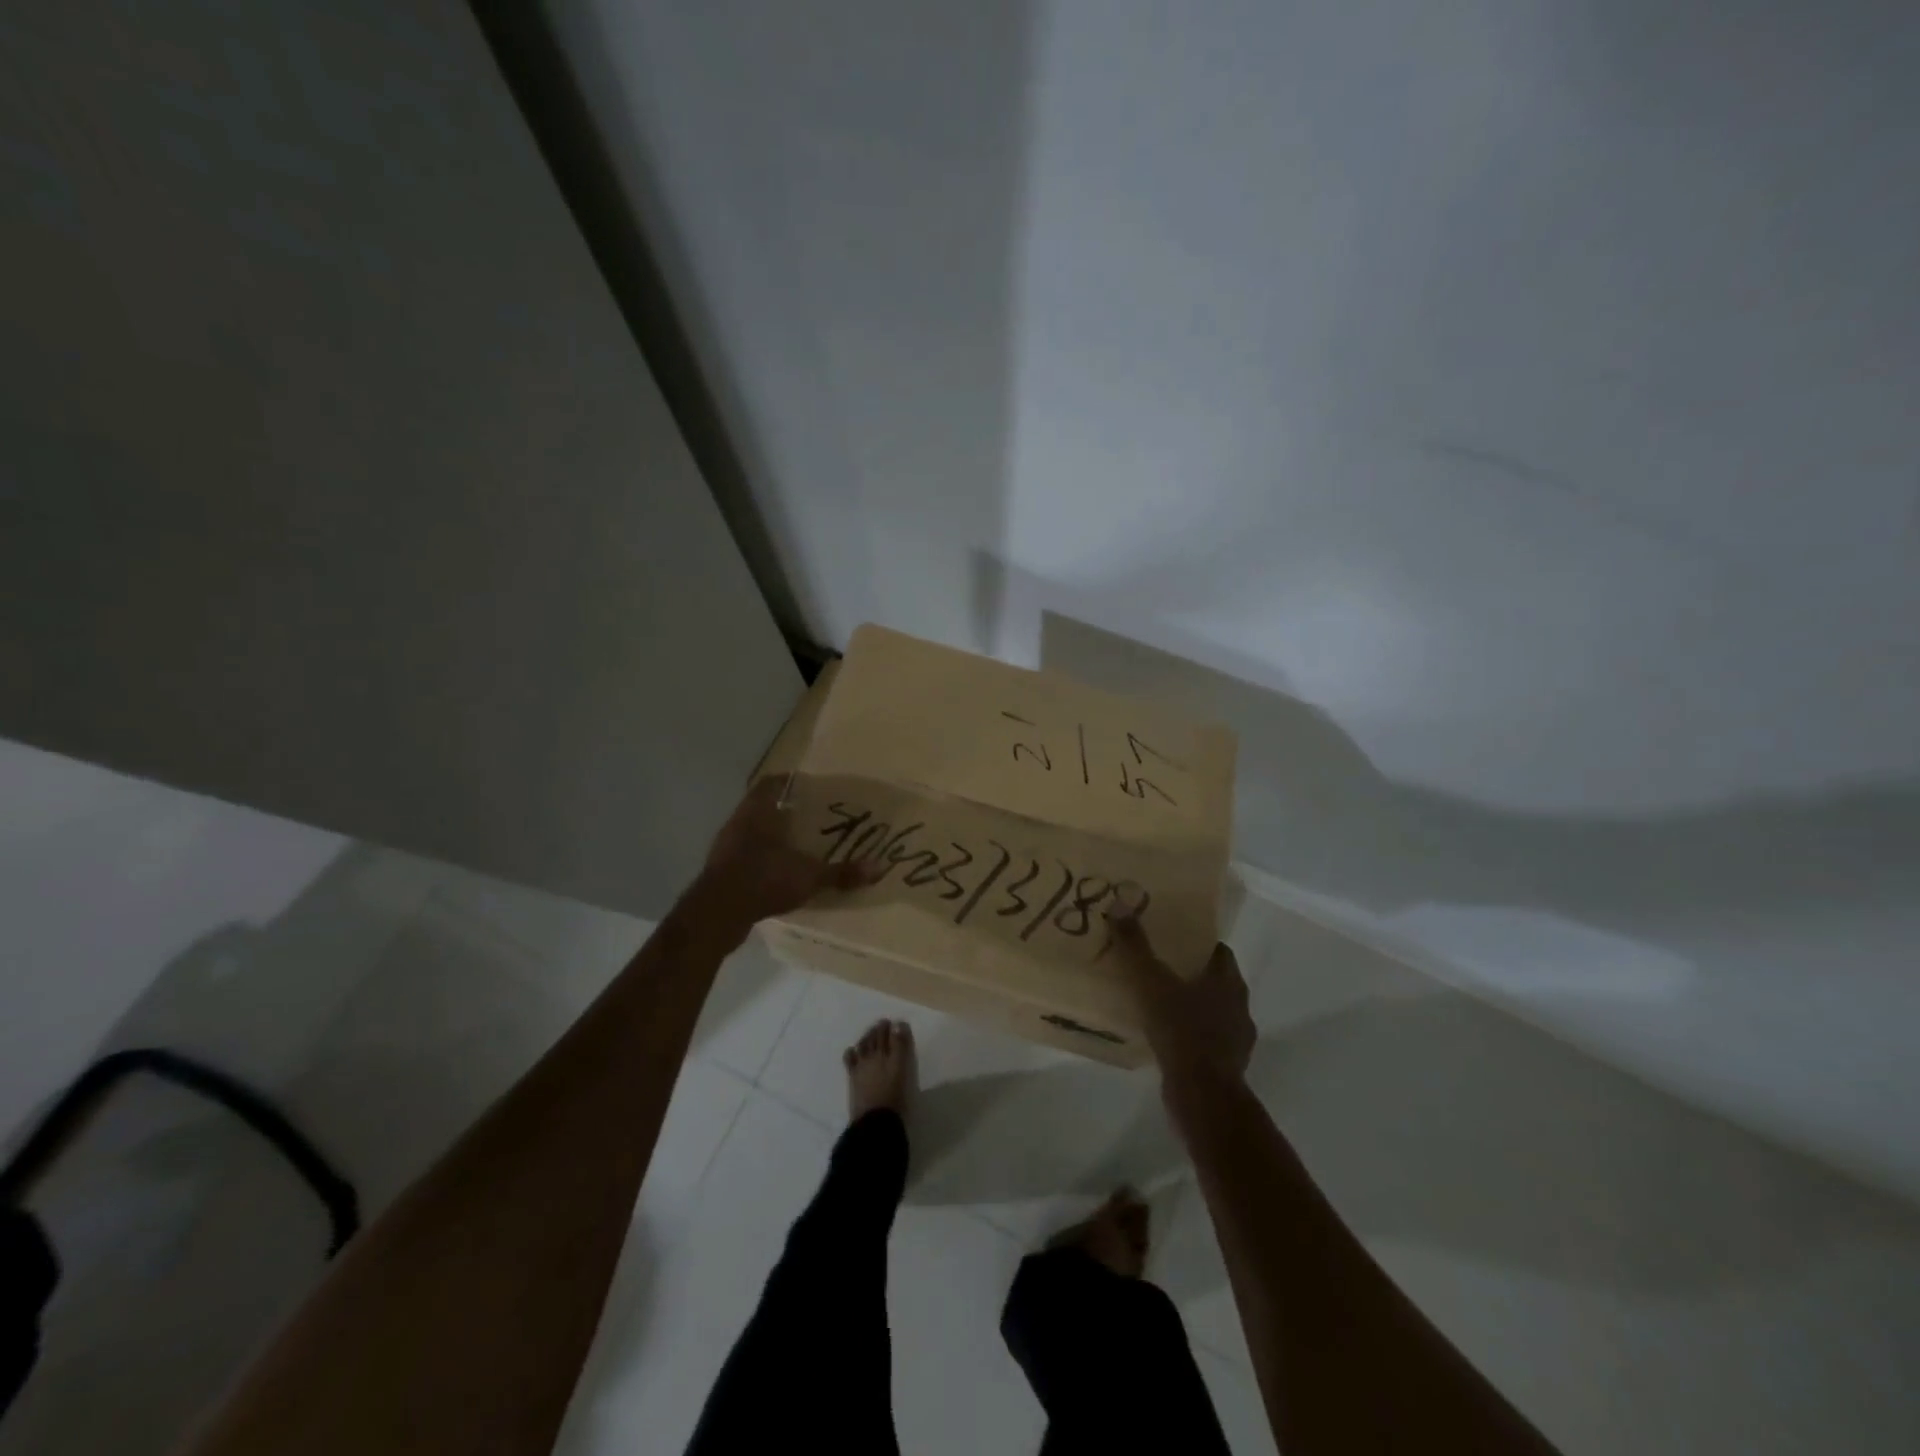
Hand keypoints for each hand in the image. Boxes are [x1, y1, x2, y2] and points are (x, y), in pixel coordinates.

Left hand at [696, 777, 871, 928]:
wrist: (717, 914)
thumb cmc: (763, 879)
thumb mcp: (809, 877)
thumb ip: (841, 872)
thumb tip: (878, 868)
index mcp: (758, 812)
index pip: (771, 783)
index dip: (789, 782)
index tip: (809, 787)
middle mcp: (739, 823)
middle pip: (762, 807)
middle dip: (785, 812)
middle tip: (811, 818)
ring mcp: (726, 848)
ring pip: (752, 833)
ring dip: (772, 838)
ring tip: (799, 847)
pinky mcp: (720, 872)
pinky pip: (745, 858)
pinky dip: (762, 862)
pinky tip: (779, 875)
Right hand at [1108, 914, 1254, 1080]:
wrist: (1202, 1094)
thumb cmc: (1181, 1029)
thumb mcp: (1151, 982)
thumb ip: (1135, 946)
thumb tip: (1120, 905)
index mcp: (1227, 981)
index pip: (1219, 951)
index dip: (1198, 944)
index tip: (1174, 941)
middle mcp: (1239, 1006)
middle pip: (1217, 981)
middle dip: (1193, 975)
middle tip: (1161, 969)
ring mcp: (1237, 1039)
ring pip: (1214, 1013)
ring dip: (1193, 1008)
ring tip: (1161, 1006)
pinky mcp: (1228, 1066)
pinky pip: (1208, 1042)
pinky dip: (1192, 1037)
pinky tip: (1168, 1040)